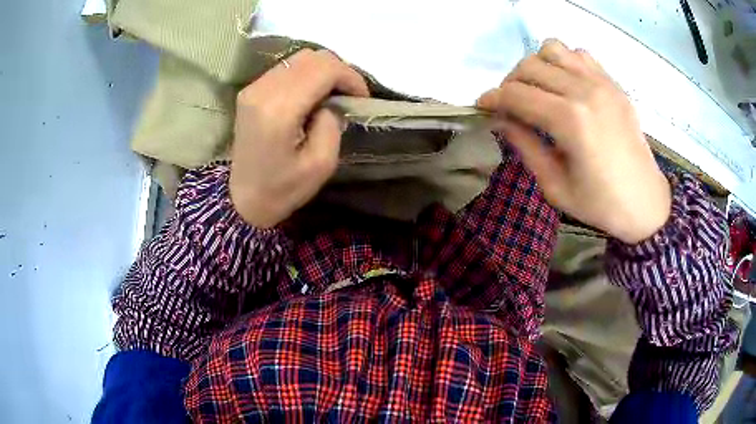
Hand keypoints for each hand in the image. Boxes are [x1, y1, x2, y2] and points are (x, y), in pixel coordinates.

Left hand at [229, 50, 368, 227]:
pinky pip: (286, 68)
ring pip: (299, 59)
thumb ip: (332, 124)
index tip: (362, 97)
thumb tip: (331, 102)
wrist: (242, 200)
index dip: (350, 77)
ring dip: (323, 71)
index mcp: (279, 110)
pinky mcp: (250, 91)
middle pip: (311, 57)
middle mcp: (263, 90)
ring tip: (333, 94)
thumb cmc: (282, 189)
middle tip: (350, 95)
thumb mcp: (321, 165)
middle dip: (339, 71)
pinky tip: (313, 94)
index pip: (323, 69)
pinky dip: (306, 75)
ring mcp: (253, 88)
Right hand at [477, 39, 670, 243]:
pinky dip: (564, 62)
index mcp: (570, 121)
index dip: (492, 99)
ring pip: (553, 49)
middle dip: (510, 83)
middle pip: (530, 66)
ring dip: (537, 66)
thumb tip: (501, 120)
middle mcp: (584, 91)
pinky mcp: (613, 84)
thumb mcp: (555, 186)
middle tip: (511, 105)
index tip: (482, 107)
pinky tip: (566, 85)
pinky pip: (580, 55)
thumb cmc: (601, 204)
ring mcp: (602, 83)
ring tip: (539, 90)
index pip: (516, 94)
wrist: (646, 203)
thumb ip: (525, 146)